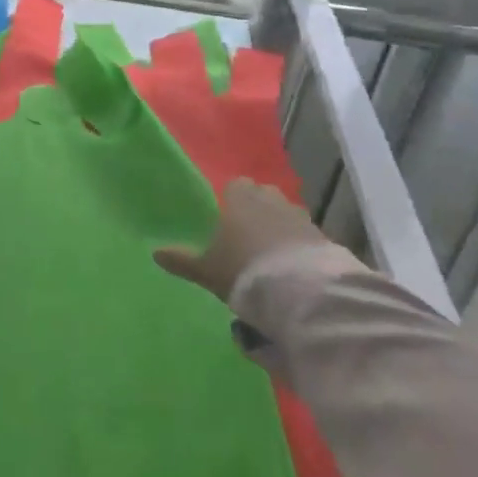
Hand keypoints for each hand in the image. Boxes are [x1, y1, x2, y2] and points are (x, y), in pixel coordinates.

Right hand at [154, 178, 337, 303]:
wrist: (299, 290)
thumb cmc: (244, 270)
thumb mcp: (207, 270)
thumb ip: (182, 260)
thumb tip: (155, 253)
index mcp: (239, 196)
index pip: (234, 186)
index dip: (231, 201)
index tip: (226, 220)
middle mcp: (270, 197)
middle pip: (262, 196)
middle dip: (257, 211)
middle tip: (247, 238)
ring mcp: (298, 215)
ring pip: (284, 215)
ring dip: (279, 229)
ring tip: (271, 257)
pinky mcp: (322, 236)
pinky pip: (304, 236)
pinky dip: (298, 247)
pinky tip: (293, 268)